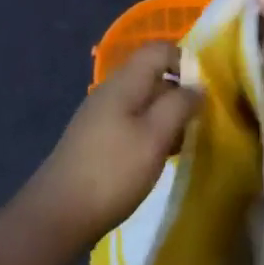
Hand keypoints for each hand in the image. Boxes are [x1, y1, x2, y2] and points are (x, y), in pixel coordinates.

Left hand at [19, 43, 198, 255]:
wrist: (57, 215)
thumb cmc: (112, 171)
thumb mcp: (155, 137)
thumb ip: (179, 106)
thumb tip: (198, 86)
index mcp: (125, 81)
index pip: (159, 49)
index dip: (186, 61)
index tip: (206, 90)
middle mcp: (111, 90)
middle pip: (152, 74)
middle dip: (180, 91)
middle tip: (202, 119)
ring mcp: (101, 114)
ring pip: (144, 100)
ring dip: (167, 115)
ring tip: (187, 141)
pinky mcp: (97, 138)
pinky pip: (132, 121)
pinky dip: (152, 131)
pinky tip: (161, 156)